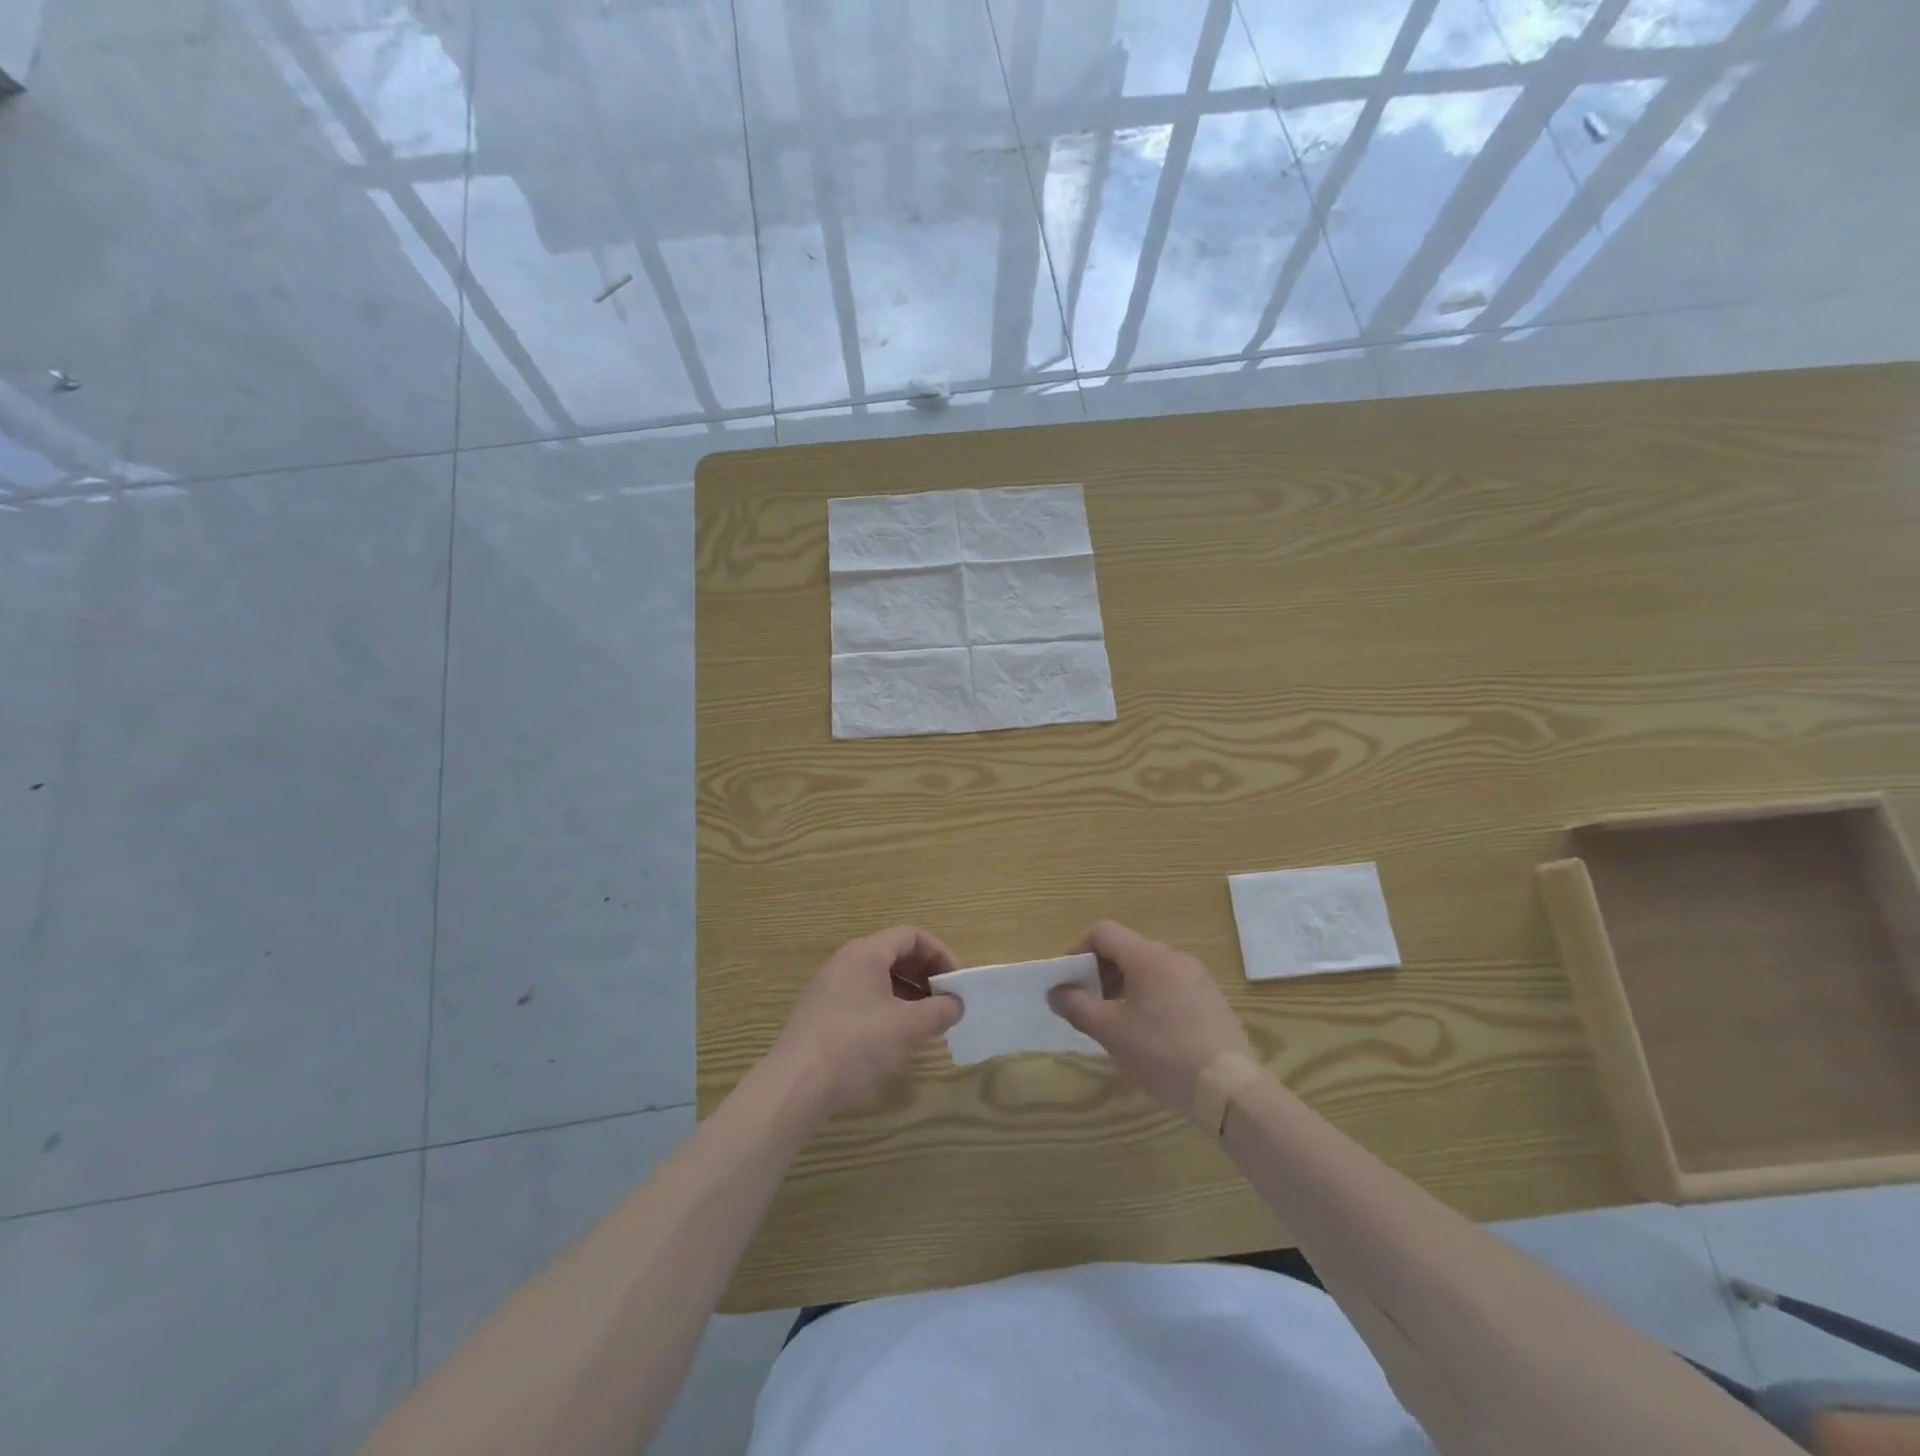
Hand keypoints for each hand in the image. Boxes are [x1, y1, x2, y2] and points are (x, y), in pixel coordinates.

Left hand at [769, 926, 963, 1113]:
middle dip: (925, 975)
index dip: (940, 954)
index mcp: (866, 953)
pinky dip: (887, 1006)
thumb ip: (939, 1011)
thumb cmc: (856, 1045)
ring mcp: (830, 986)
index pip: (911, 936)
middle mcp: (846, 961)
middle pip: (894, 954)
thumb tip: (956, 1004)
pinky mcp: (822, 1012)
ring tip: (926, 1021)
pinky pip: (863, 996)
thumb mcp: (907, 1028)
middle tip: (945, 1002)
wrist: (795, 1085)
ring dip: (908, 993)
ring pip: (879, 977)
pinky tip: (895, 1036)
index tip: (957, 982)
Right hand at [1050, 920, 1251, 1115]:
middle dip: (1099, 972)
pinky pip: (1170, 986)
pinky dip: (1149, 998)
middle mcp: (1174, 957)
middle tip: (1087, 1005)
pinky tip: (1149, 1035)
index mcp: (1148, 956)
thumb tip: (1056, 993)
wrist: (1230, 1089)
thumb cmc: (1163, 1052)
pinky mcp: (1212, 1000)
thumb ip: (1078, 1007)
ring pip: (1148, 969)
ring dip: (1124, 987)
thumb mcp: (1111, 1032)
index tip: (1068, 982)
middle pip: (1126, 949)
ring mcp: (1198, 978)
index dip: (1078, 951)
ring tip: (1115, 1022)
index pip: (1103, 932)